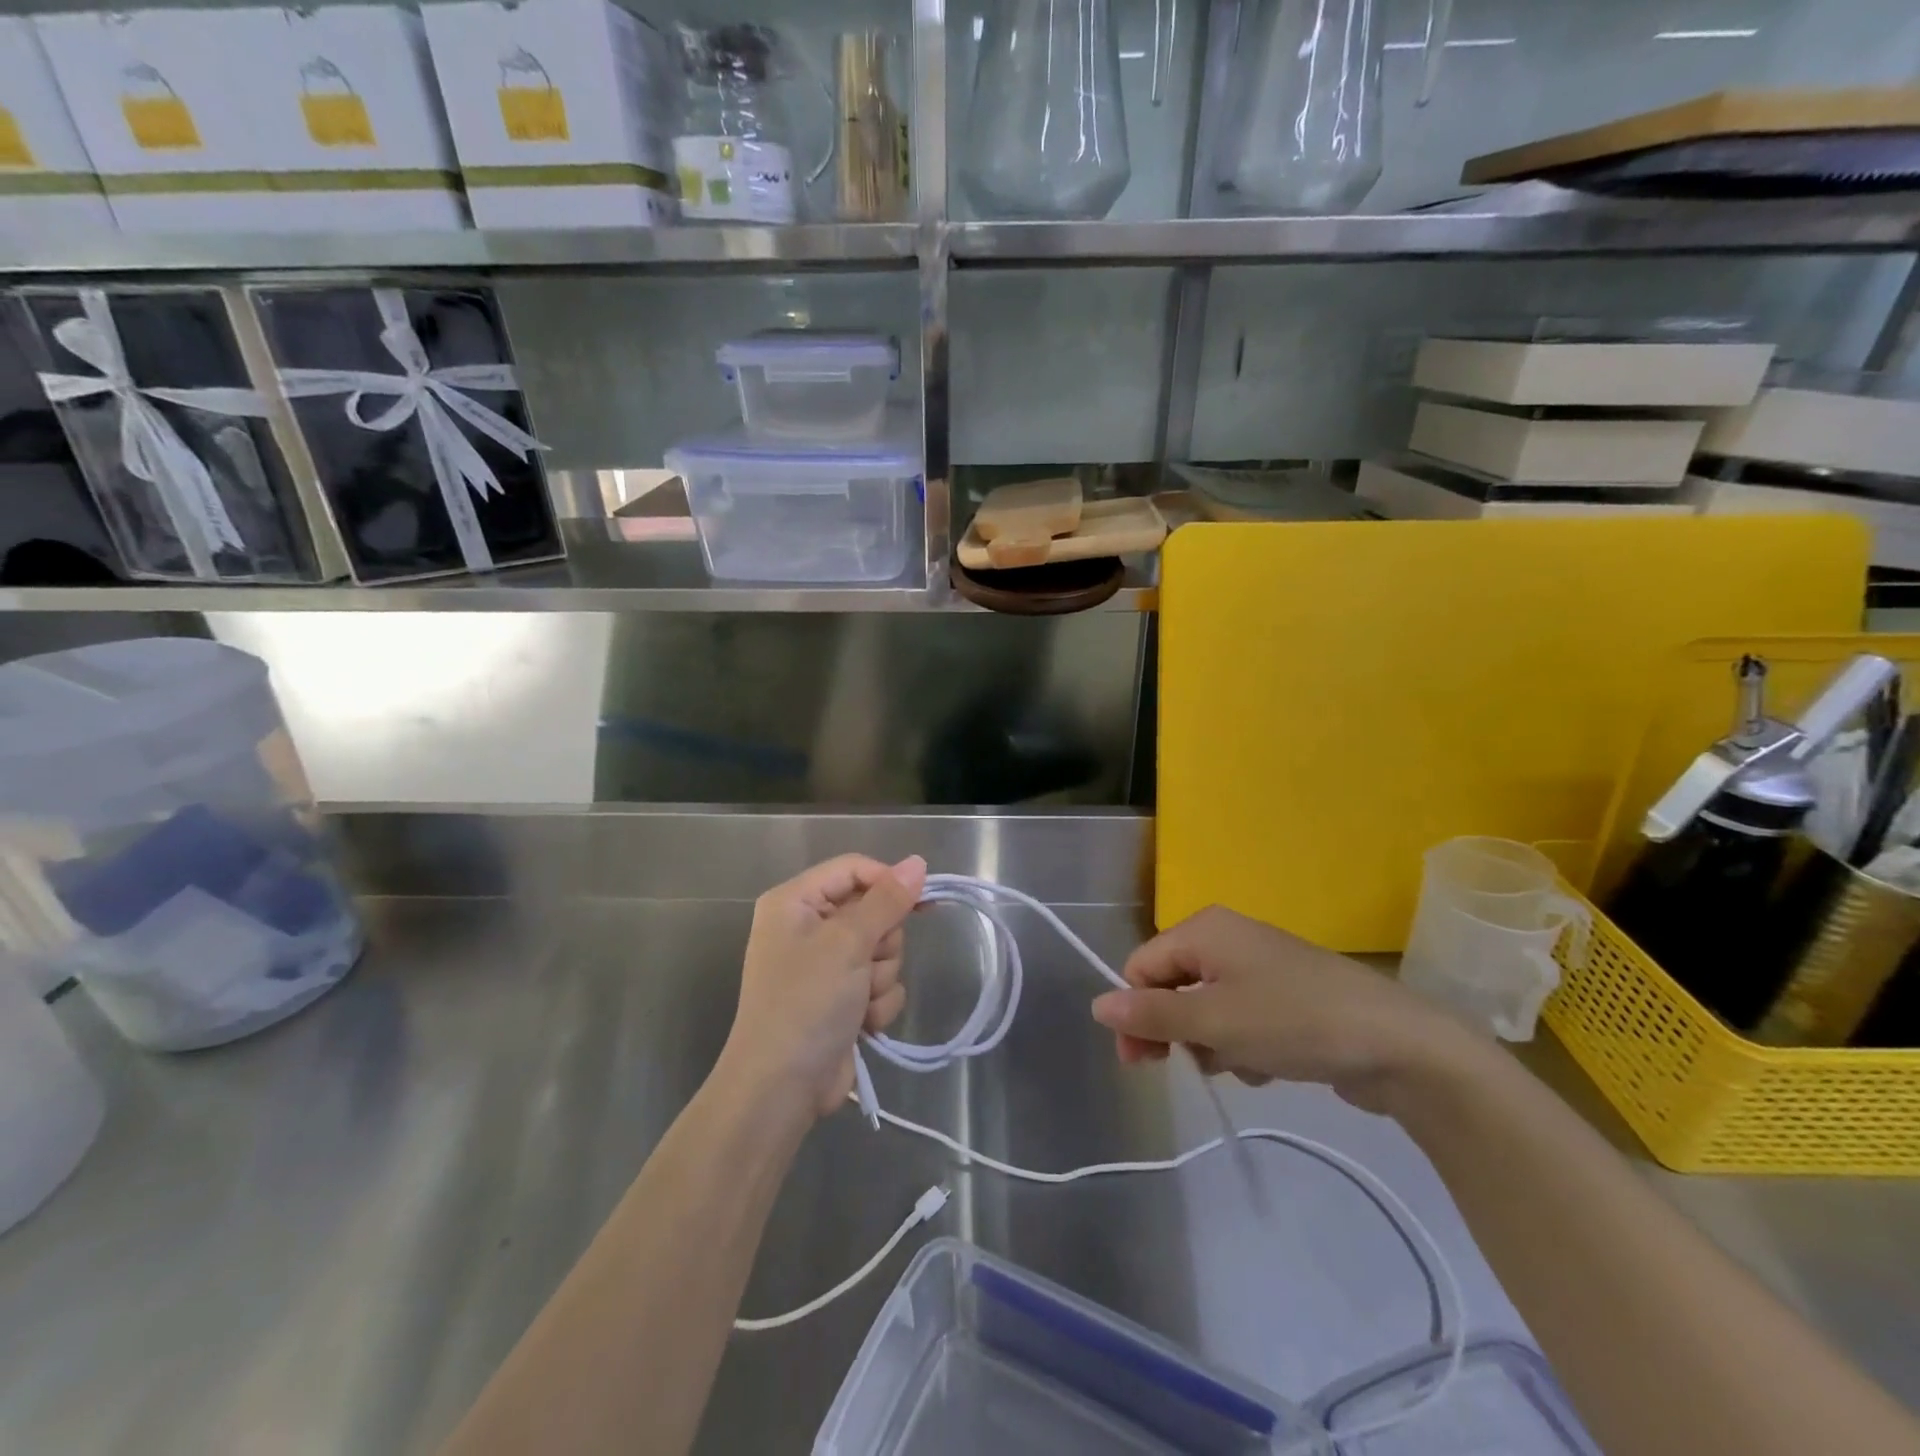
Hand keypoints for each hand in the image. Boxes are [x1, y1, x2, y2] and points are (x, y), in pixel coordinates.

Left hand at [722, 853, 927, 1119]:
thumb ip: (887, 900)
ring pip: (882, 950)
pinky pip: (879, 983)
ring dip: (880, 978)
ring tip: (859, 1001)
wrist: (781, 1088)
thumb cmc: (806, 1002)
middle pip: (873, 910)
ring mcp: (825, 965)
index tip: (919, 900)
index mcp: (795, 901)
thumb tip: (918, 862)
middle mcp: (808, 926)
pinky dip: (877, 1003)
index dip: (887, 882)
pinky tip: (862, 1025)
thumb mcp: (848, 943)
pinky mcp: (841, 997)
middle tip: (865, 965)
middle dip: (881, 942)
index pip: (854, 869)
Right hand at [1089, 905, 1474, 1111]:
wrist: (1398, 1044)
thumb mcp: (1214, 1021)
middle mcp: (1227, 938)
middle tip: (1189, 1066)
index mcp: (1204, 929)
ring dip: (1213, 1043)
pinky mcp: (1286, 996)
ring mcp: (1259, 966)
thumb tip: (1097, 1005)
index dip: (1136, 1012)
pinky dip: (1244, 1045)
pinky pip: (1241, 1019)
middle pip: (1172, 985)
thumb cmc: (1293, 1021)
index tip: (1142, 1062)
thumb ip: (1152, 1014)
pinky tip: (1269, 1066)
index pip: (1142, 966)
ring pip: (1207, 1009)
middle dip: (1176, 1029)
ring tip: (1244, 1064)